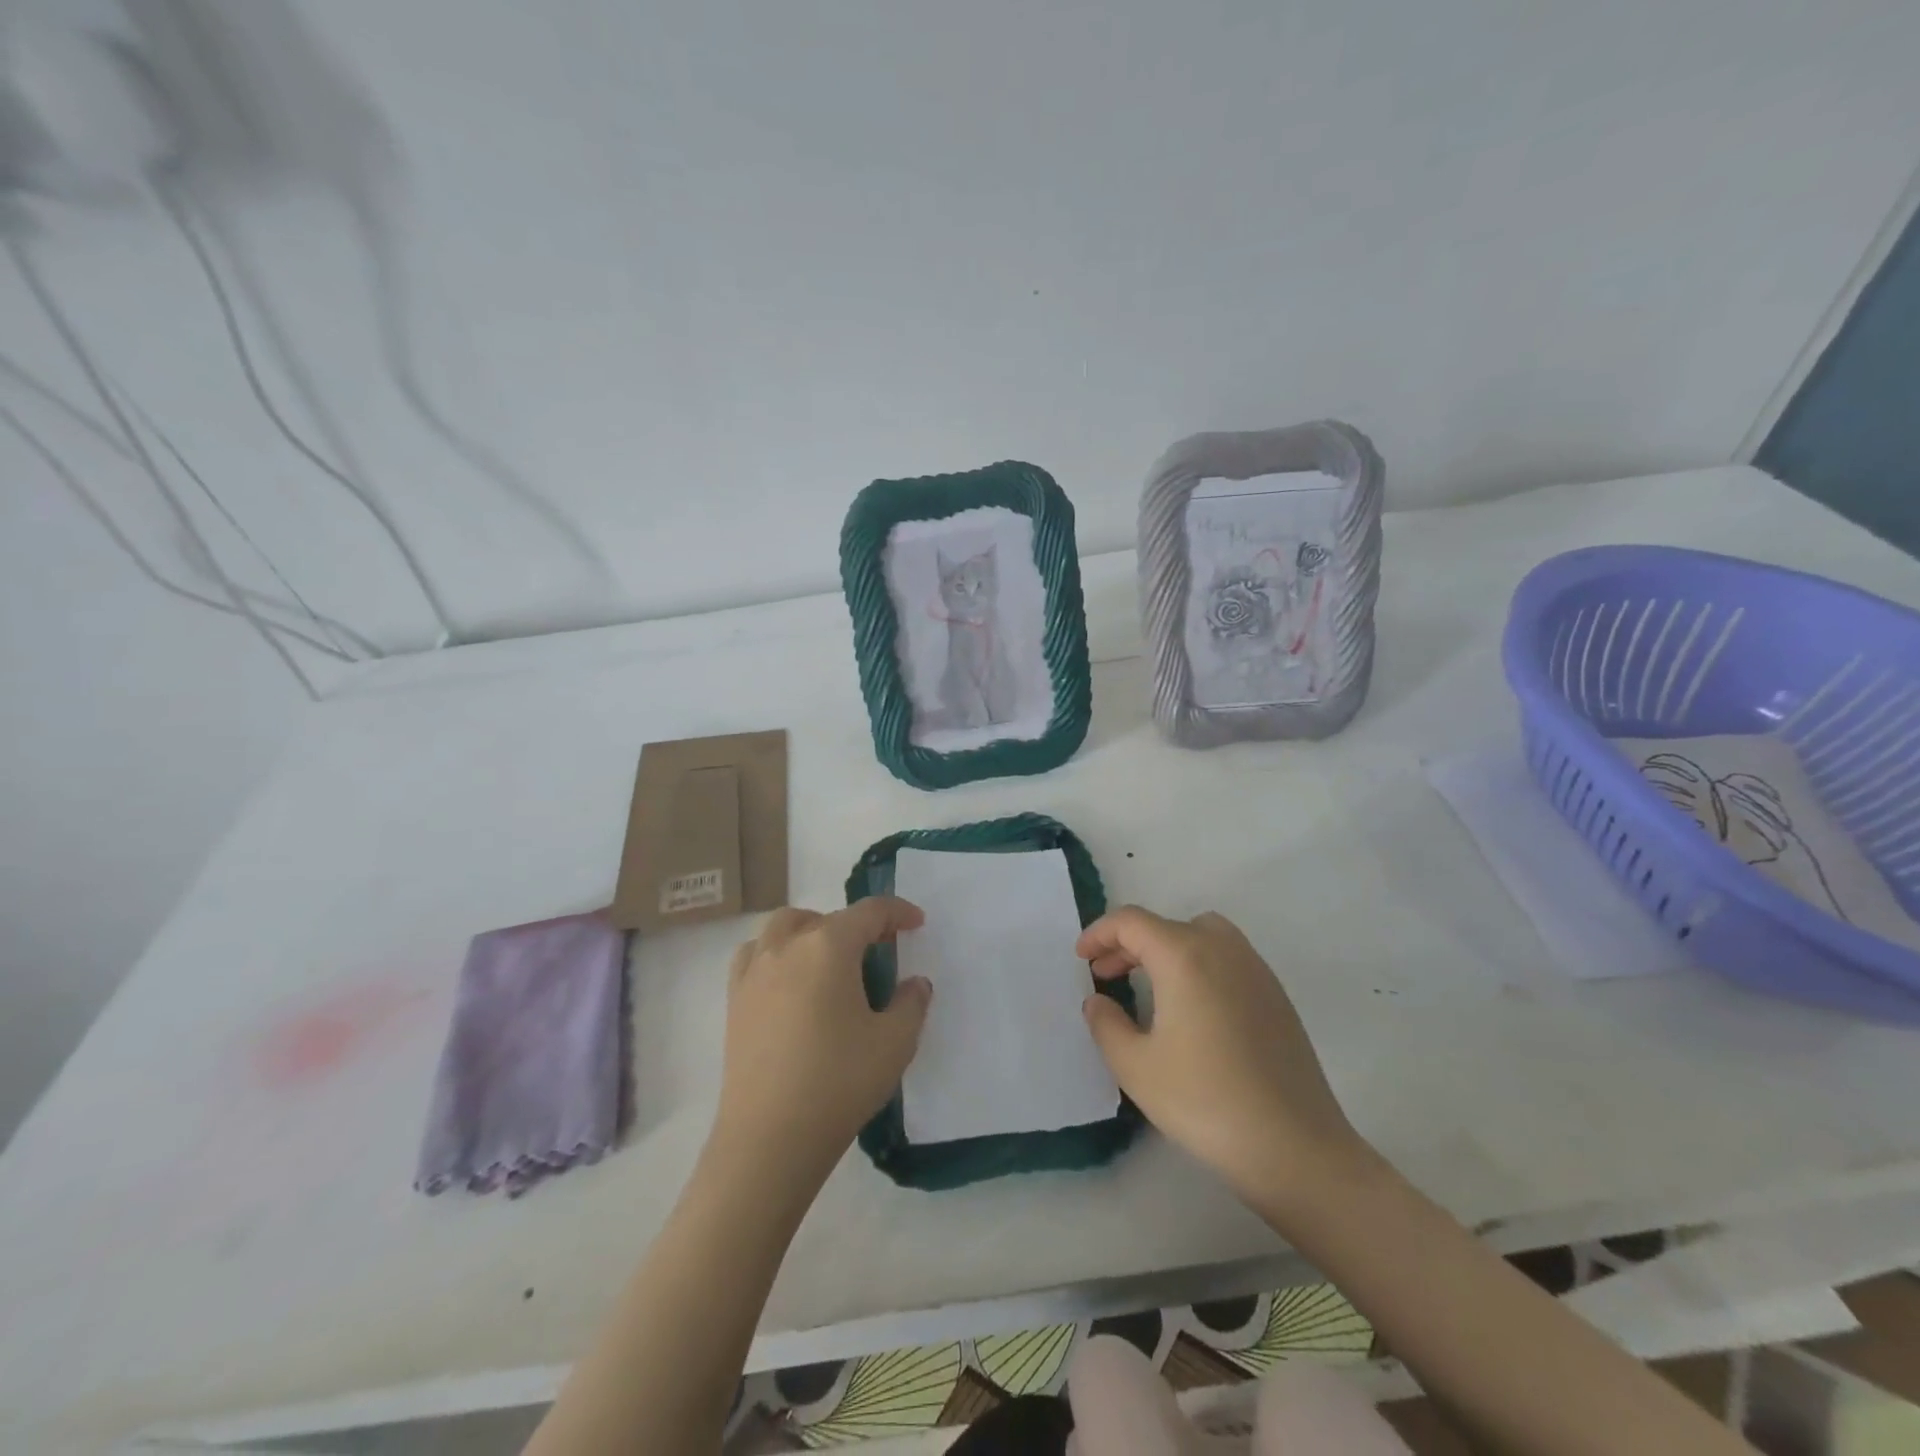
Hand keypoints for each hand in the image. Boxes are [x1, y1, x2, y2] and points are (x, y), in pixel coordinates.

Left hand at [712, 897, 931, 1187]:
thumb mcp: (895, 1043)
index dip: (898, 912)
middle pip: (824, 917)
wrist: (769, 1139)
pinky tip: (790, 982)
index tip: (916, 923)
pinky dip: (776, 953)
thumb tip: (914, 983)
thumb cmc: (839, 1082)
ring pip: (783, 928)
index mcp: (829, 946)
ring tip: (830, 961)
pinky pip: (755, 955)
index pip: (869, 912)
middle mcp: (787, 946)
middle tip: (877, 951)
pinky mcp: (734, 1001)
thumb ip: (912, 1003)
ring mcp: (754, 972)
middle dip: (855, 925)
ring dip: (811, 931)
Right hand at [1078, 907, 1365, 1208]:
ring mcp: (1255, 970)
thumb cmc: (1206, 1102)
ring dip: (1167, 948)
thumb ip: (1105, 1024)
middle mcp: (1222, 949)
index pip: (1132, 922)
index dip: (1099, 933)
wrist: (1296, 1148)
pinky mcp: (1276, 995)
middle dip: (1128, 944)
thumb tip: (1098, 1000)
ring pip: (1201, 934)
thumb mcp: (1136, 1067)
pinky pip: (1227, 957)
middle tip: (1106, 975)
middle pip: (1165, 925)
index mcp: (1184, 956)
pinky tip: (1192, 1009)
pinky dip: (1198, 963)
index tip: (1080, 959)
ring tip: (1149, 985)